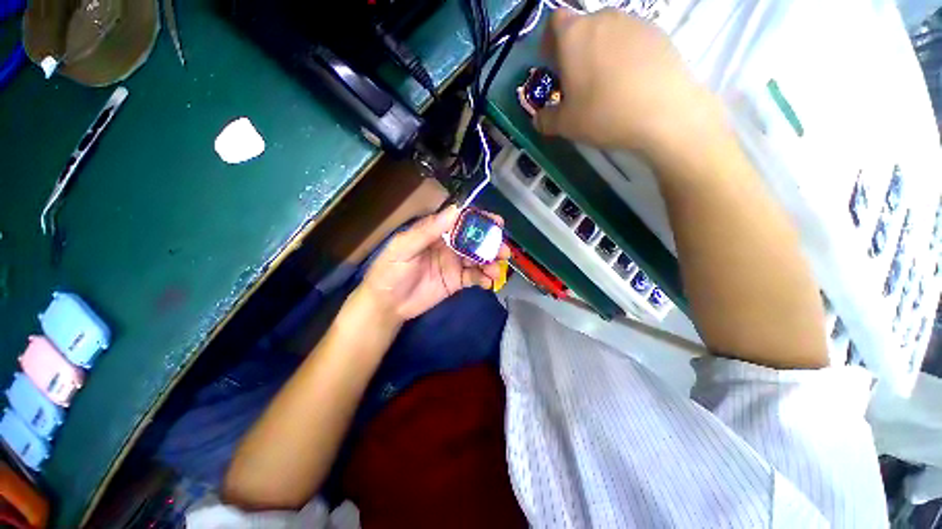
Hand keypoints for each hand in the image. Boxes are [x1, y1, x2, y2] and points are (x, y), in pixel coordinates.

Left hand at [358, 206, 510, 321]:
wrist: (387, 304)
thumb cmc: (390, 271)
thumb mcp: (403, 247)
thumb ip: (427, 230)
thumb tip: (455, 210)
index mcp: (436, 233)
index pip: (461, 221)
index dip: (479, 220)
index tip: (496, 223)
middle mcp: (448, 245)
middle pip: (474, 240)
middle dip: (491, 243)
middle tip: (503, 251)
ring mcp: (454, 264)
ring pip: (478, 259)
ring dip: (491, 262)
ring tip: (496, 270)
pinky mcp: (457, 281)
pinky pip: (475, 277)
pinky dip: (484, 278)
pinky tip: (488, 283)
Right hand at [535, 9, 721, 156]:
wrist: (664, 112)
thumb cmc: (603, 114)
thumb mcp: (565, 125)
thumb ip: (546, 119)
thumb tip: (538, 119)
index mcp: (574, 35)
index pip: (555, 22)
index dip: (550, 41)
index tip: (552, 63)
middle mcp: (602, 19)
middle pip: (582, 27)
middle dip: (575, 49)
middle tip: (577, 80)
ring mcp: (634, 22)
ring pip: (608, 33)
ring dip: (600, 52)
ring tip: (606, 83)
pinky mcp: (658, 32)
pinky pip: (631, 40)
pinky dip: (624, 55)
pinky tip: (629, 81)